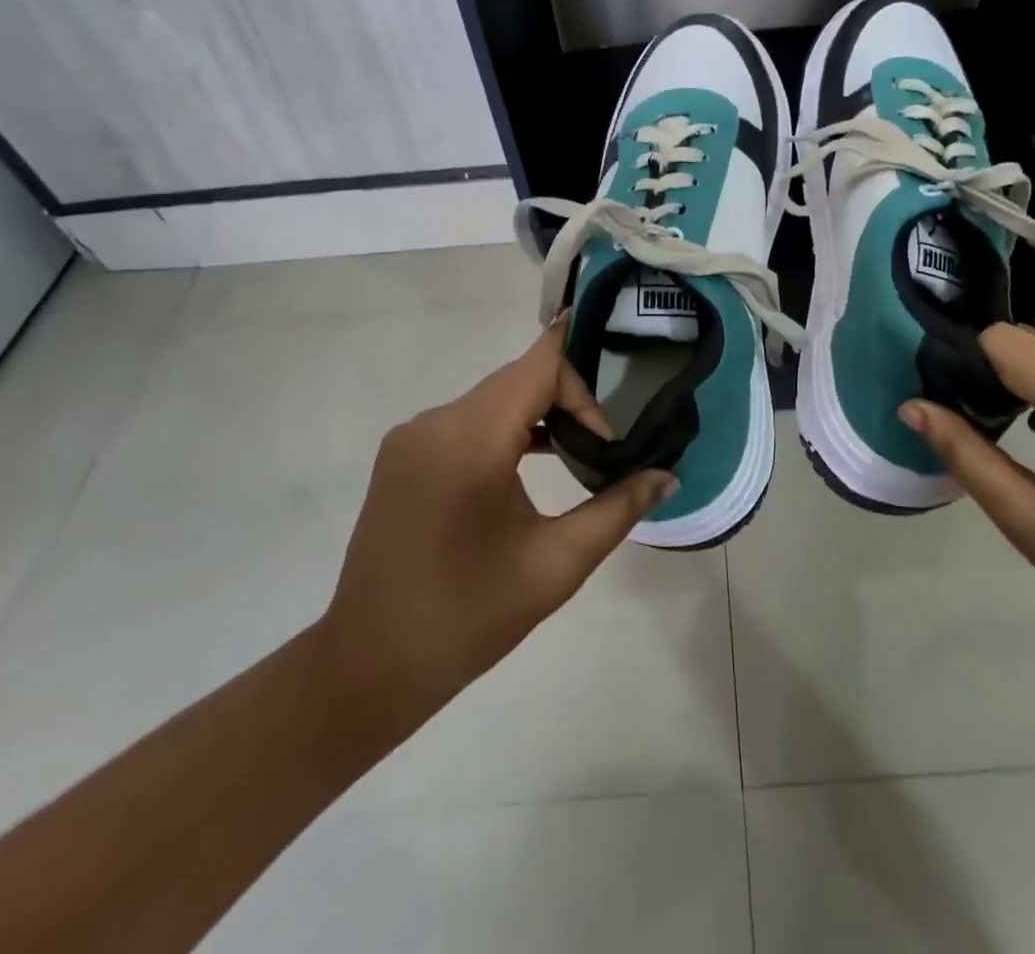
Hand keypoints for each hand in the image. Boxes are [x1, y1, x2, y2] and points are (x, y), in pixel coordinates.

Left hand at [311, 322, 675, 747]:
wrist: (367, 668)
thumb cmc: (468, 618)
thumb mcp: (556, 564)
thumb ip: (617, 509)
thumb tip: (667, 476)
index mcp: (469, 440)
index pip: (539, 366)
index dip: (583, 385)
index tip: (609, 433)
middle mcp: (434, 422)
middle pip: (517, 379)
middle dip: (567, 404)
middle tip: (601, 450)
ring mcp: (411, 436)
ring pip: (493, 399)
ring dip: (537, 417)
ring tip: (573, 458)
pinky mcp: (402, 455)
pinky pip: (466, 421)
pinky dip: (504, 431)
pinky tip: (526, 469)